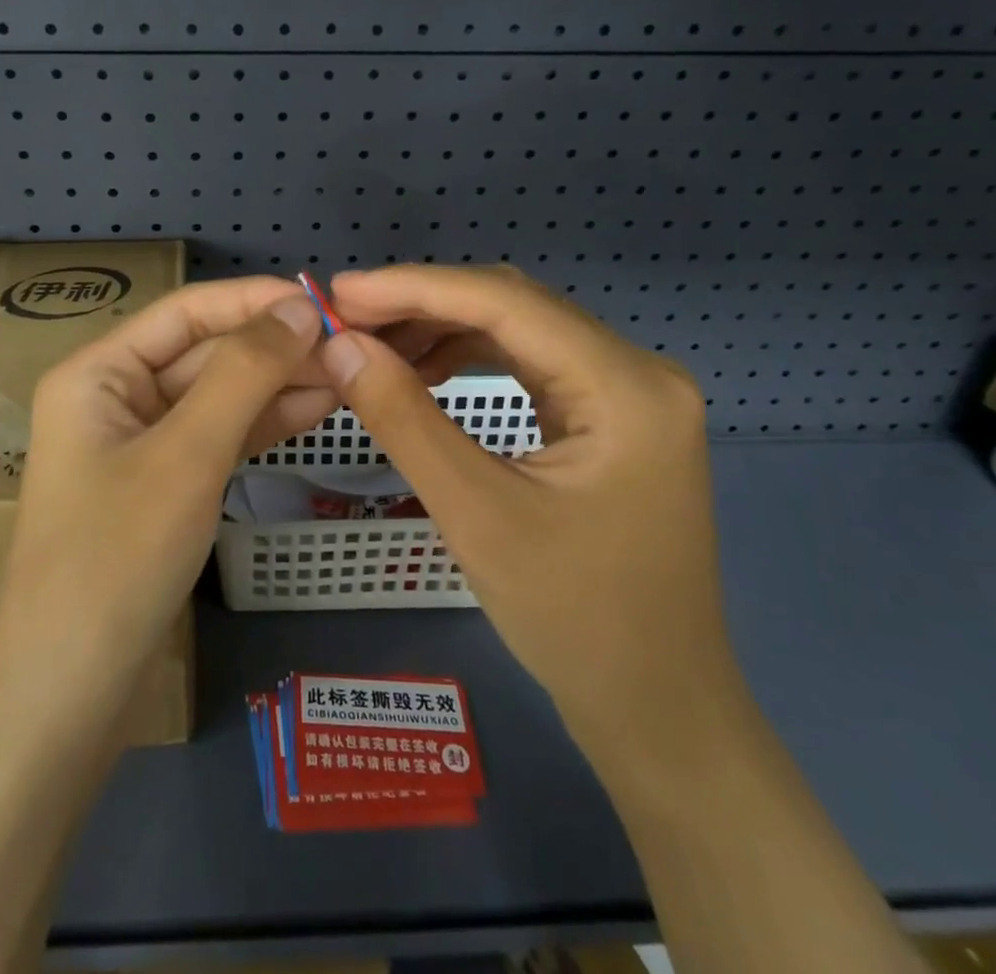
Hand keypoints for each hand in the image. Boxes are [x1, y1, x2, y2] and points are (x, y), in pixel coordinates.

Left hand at [0, 278, 331, 723]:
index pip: (187, 312)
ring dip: (276, 383)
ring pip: (217, 394)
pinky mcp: (162, 484)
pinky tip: (315, 409)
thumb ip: (244, 373)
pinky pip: (217, 436)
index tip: (325, 302)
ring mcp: (139, 443)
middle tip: (350, 346)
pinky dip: (262, 424)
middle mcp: (115, 396)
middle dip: (273, 347)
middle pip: (204, 351)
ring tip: (347, 374)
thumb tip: (299, 307)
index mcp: (98, 372)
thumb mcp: (187, 455)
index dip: (255, 301)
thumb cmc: (118, 560)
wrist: (70, 696)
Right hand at [321, 265, 734, 763]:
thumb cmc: (573, 619)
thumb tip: (339, 345)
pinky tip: (422, 369)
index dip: (414, 287)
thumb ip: (403, 417)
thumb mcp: (475, 513)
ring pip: (519, 330)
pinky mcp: (610, 416)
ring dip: (442, 328)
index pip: (505, 303)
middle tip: (346, 315)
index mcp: (626, 387)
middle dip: (424, 304)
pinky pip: (530, 363)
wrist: (656, 707)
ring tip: (372, 341)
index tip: (340, 290)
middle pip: (514, 306)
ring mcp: (628, 392)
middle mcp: (637, 371)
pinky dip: (469, 358)